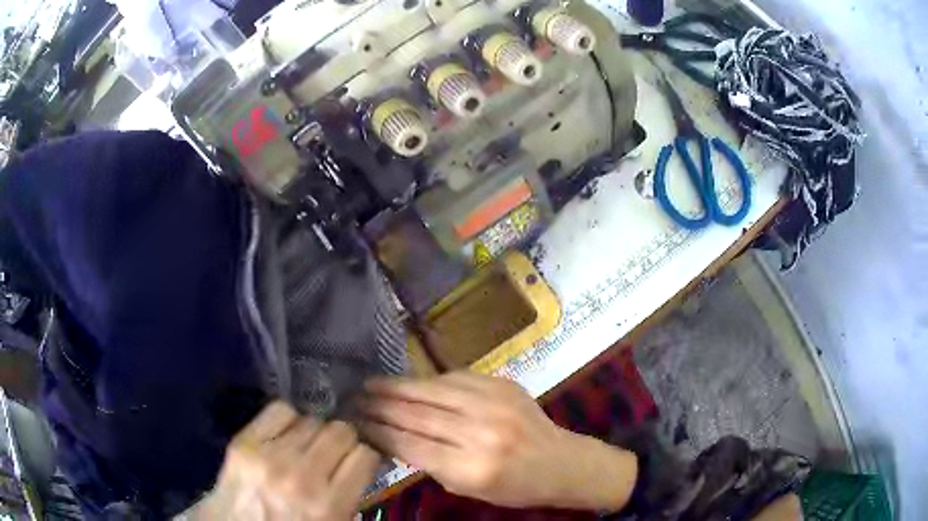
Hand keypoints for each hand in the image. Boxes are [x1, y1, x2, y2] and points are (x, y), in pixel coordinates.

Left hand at [188, 401, 380, 519]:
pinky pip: (279, 409)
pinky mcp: (243, 441)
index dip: (363, 457)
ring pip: (312, 419)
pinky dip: (289, 418)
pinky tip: (286, 434)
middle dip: (343, 441)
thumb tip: (362, 460)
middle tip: (333, 453)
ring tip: (307, 445)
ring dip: (315, 432)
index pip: (364, 455)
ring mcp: (268, 456)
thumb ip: (349, 495)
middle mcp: (301, 477)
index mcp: (328, 506)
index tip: (356, 461)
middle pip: (340, 431)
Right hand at [358, 372, 636, 510]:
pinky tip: (412, 383)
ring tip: (372, 384)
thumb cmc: (513, 487)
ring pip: (432, 390)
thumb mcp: (466, 488)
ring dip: (398, 387)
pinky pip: (455, 378)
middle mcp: (480, 432)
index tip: (355, 422)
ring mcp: (494, 403)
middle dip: (380, 405)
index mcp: (471, 468)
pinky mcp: (502, 384)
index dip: (378, 431)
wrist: (560, 462)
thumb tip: (391, 437)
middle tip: (354, 398)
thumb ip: (429, 463)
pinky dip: (429, 381)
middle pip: (417, 414)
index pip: (410, 445)